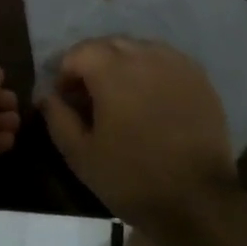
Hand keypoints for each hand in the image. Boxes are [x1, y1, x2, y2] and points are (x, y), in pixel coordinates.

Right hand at [38, 37, 239, 230]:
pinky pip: (167, 62)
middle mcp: (146, 56)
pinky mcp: (200, 80)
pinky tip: (152, 101)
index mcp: (113, 71)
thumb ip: (58, 118)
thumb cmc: (131, 178)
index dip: (66, 74)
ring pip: (140, 49)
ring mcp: (177, 65)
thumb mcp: (81, 155)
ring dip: (124, 65)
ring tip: (122, 99)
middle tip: (91, 99)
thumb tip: (46, 95)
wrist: (198, 201)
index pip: (79, 52)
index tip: (67, 101)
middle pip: (110, 44)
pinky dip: (152, 72)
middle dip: (93, 64)